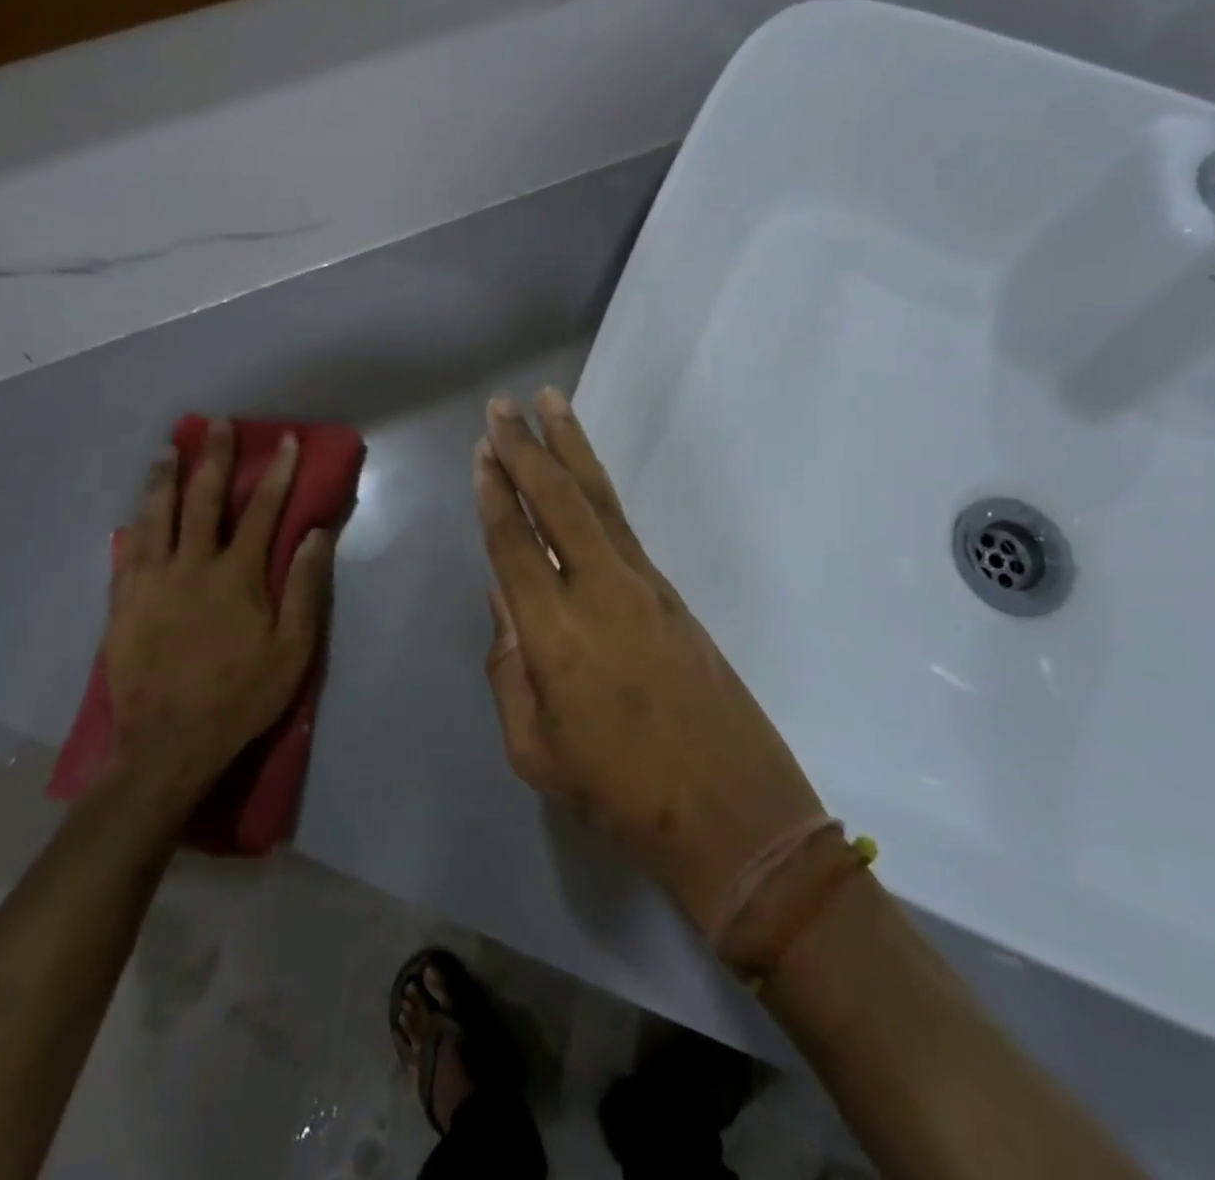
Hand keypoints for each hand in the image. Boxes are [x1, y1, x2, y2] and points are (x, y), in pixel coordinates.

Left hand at [100, 421, 333, 826]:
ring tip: (167, 451)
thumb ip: (303, 587)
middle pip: (203, 500)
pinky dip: (133, 526)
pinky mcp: (122, 605)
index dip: (277, 472)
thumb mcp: (292, 649)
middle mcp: (190, 566)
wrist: (168, 745)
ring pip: (155, 517)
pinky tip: (134, 513)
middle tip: (216, 425)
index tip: (284, 441)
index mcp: (236, 575)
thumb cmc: (241, 696)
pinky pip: (126, 553)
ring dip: (163, 479)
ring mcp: (150, 583)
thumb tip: (314, 534)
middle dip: (214, 458)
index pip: (262, 510)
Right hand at [475, 389, 822, 934]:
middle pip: (558, 501)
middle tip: (503, 405)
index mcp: (555, 635)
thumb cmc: (619, 794)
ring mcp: (643, 587)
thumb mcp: (535, 748)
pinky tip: (584, 476)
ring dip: (571, 448)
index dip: (494, 494)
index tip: (482, 450)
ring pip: (599, 500)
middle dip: (526, 448)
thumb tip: (504, 601)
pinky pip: (623, 526)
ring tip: (551, 403)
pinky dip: (597, 490)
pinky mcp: (671, 593)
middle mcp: (600, 592)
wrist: (732, 812)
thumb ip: (509, 667)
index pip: (514, 544)